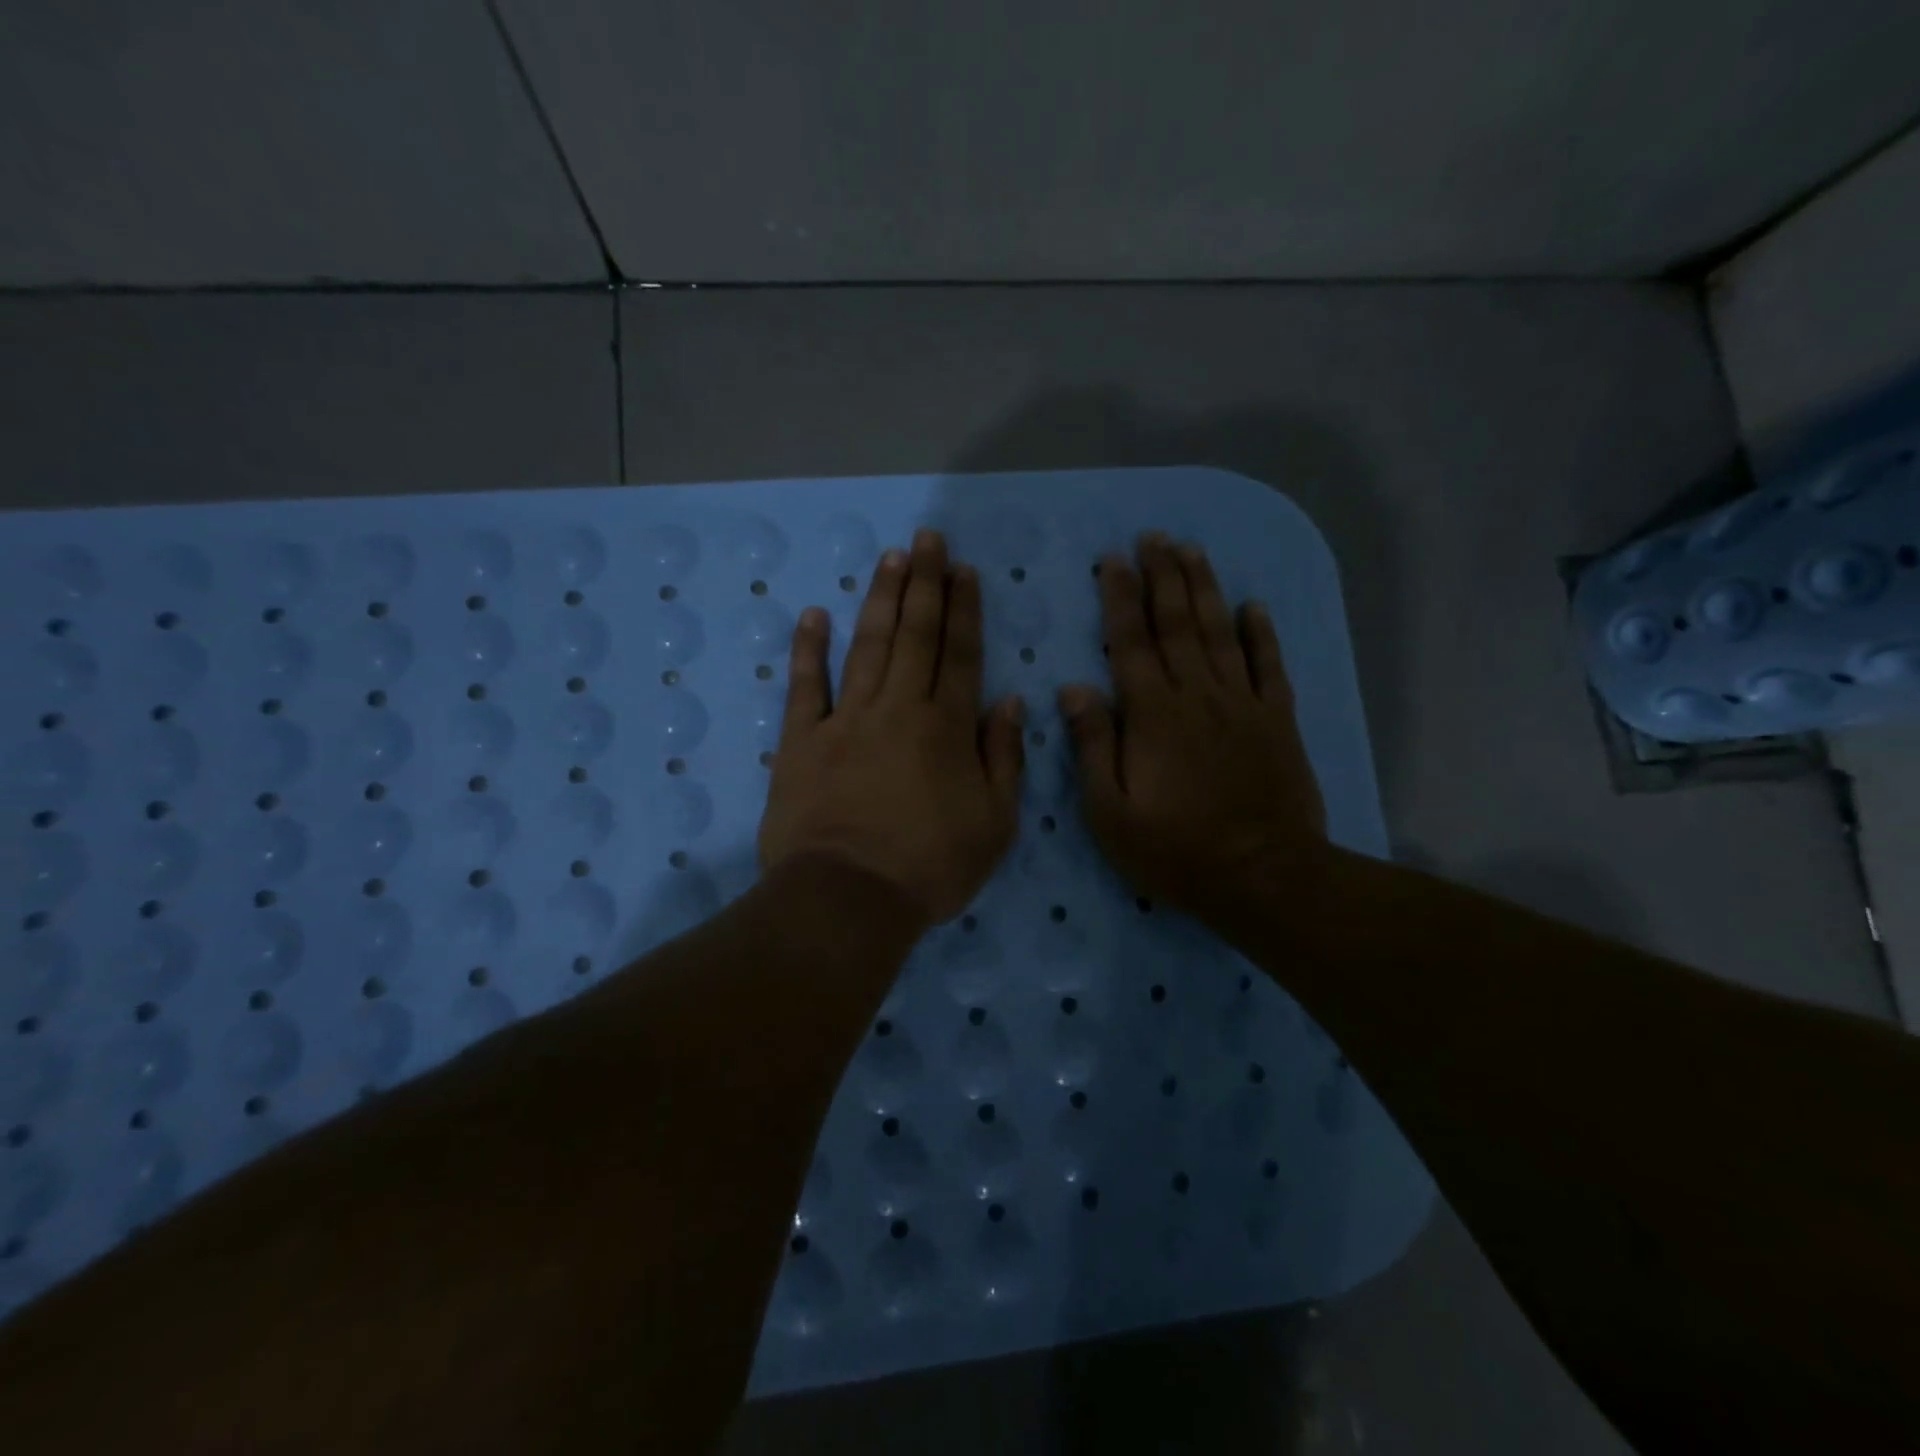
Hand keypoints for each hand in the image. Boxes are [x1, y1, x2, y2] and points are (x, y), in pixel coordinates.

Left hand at [759, 530, 1024, 924]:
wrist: (849, 897)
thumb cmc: (931, 867)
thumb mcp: (995, 824)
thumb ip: (1004, 757)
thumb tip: (1009, 701)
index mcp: (946, 728)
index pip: (960, 654)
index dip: (965, 610)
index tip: (964, 570)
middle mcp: (898, 709)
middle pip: (915, 636)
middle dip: (924, 584)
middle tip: (926, 539)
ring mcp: (846, 721)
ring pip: (868, 647)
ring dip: (880, 600)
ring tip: (890, 558)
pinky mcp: (802, 741)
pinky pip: (805, 687)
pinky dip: (809, 649)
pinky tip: (814, 614)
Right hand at [1060, 533, 1326, 925]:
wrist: (1263, 877)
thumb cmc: (1176, 850)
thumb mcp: (1110, 812)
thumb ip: (1092, 746)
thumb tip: (1075, 688)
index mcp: (1152, 714)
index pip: (1130, 642)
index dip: (1120, 598)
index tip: (1112, 560)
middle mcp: (1197, 695)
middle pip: (1177, 623)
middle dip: (1163, 576)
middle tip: (1153, 537)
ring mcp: (1242, 704)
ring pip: (1220, 633)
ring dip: (1204, 589)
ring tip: (1192, 551)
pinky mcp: (1277, 721)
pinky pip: (1269, 666)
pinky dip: (1262, 633)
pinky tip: (1254, 605)